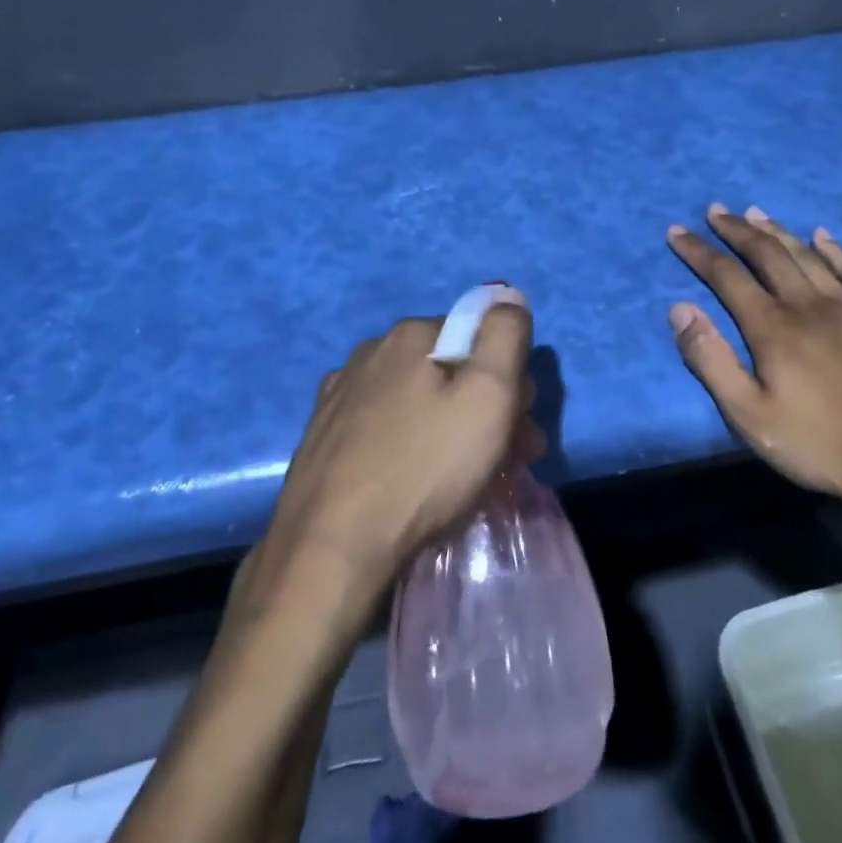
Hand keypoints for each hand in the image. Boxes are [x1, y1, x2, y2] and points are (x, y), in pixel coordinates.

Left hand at [261, 292, 541, 602]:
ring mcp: (339, 394)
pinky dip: (407, 445)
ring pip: (415, 401)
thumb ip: (506, 335)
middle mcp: (370, 352)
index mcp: (410, 335)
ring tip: (464, 480)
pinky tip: (412, 483)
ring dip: (448, 428)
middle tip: (505, 459)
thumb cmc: (424, 469)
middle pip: (448, 369)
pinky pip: (382, 428)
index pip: (479, 338)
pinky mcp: (321, 435)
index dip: (509, 380)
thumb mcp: (489, 395)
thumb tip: (508, 295)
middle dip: (484, 407)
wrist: (331, 547)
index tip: (520, 426)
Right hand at [666, 204, 841, 504]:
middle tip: (715, 211)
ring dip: (777, 230)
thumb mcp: (747, 413)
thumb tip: (680, 308)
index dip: (699, 252)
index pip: (726, 276)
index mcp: (772, 327)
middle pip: (766, 254)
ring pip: (806, 255)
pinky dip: (834, 249)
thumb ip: (711, 359)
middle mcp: (808, 304)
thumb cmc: (815, 443)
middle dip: (736, 229)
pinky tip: (821, 235)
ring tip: (755, 212)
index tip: (677, 232)